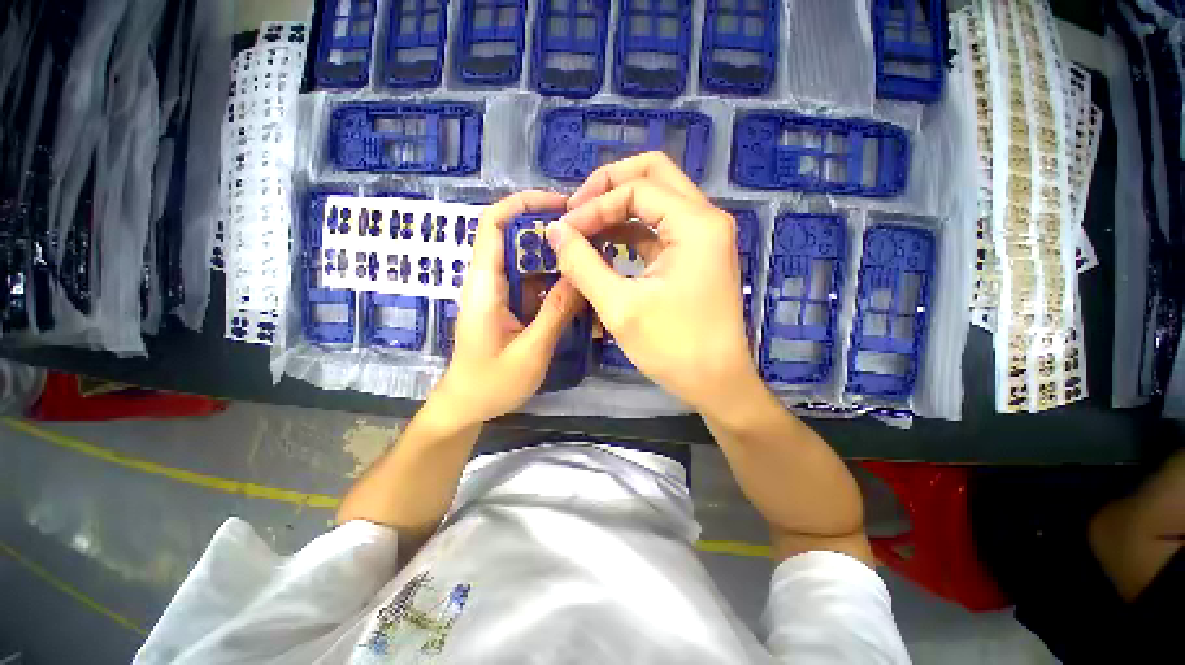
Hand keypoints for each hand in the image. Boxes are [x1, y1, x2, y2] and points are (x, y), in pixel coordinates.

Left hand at [430, 191, 584, 424]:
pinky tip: (578, 288)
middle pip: (515, 238)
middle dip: (550, 231)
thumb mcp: (530, 351)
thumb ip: (556, 313)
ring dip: (556, 258)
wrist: (467, 407)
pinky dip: (554, 282)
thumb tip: (581, 276)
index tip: (560, 205)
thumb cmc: (491, 384)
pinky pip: (532, 284)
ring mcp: (499, 294)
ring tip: (590, 259)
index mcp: (484, 286)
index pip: (493, 225)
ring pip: (527, 262)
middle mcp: (488, 282)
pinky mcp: (508, 307)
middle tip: (589, 234)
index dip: (522, 204)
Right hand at [548, 152, 761, 413]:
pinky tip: (604, 247)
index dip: (594, 206)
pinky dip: (629, 232)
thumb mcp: (620, 307)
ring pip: (656, 201)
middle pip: (653, 177)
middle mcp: (705, 220)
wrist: (717, 383)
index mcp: (695, 224)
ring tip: (584, 231)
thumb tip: (555, 231)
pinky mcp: (695, 256)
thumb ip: (582, 264)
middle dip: (609, 187)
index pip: (636, 189)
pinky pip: (658, 229)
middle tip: (576, 210)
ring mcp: (702, 238)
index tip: (564, 231)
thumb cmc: (673, 347)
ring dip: (617, 210)